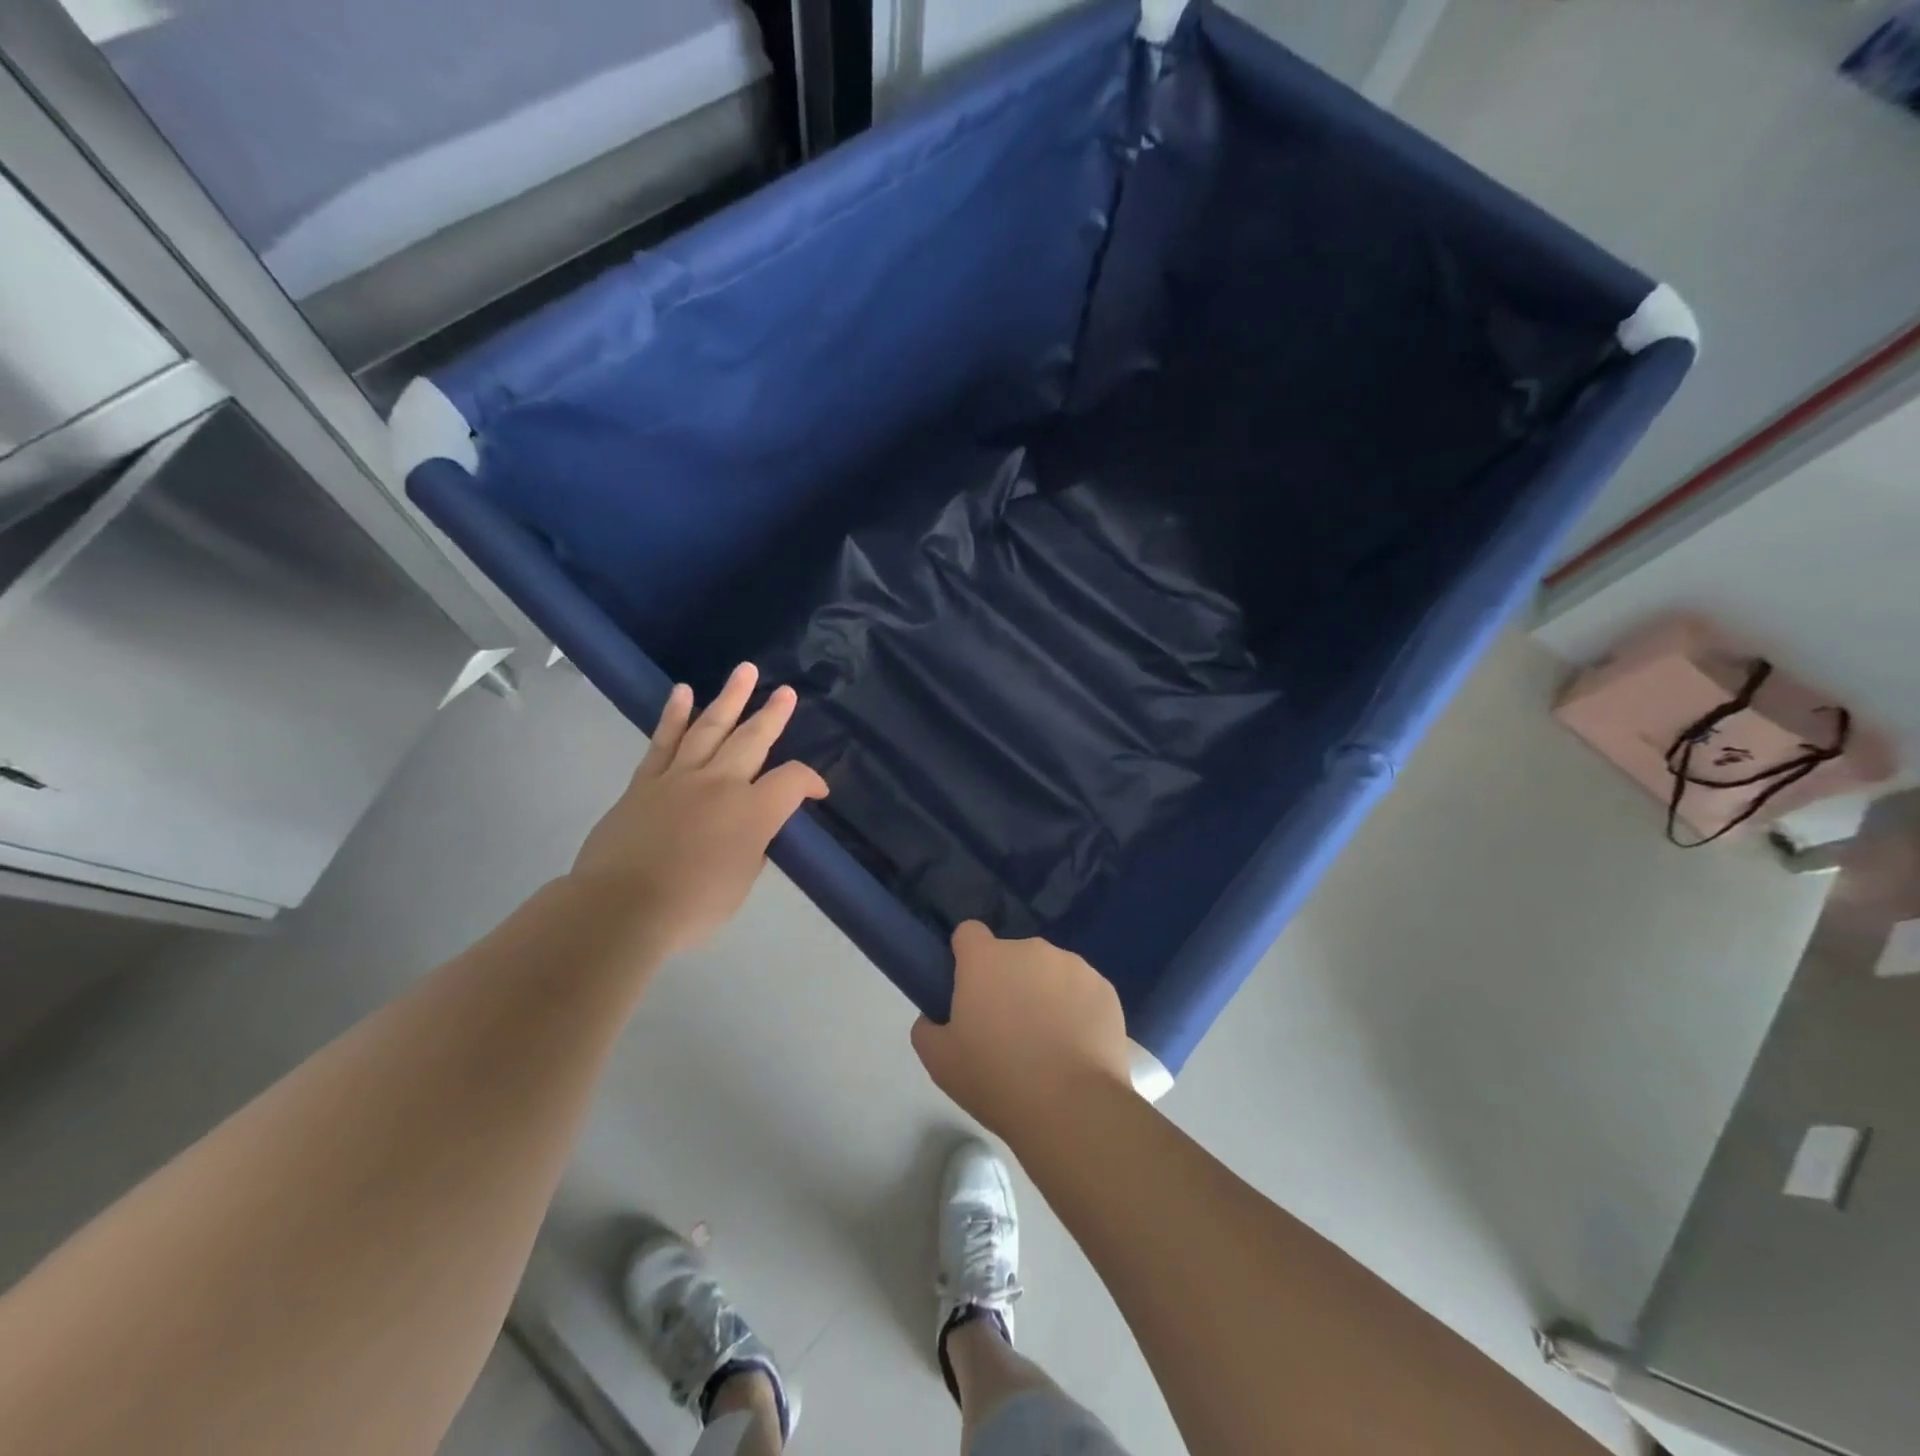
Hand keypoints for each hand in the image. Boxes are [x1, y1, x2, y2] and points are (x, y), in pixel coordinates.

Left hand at [569, 663, 827, 956]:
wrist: (621, 908)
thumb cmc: (692, 905)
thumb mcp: (742, 883)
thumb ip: (752, 849)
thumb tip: (748, 832)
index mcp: (753, 811)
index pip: (793, 781)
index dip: (811, 782)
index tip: (818, 792)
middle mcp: (721, 783)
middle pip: (753, 739)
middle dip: (773, 714)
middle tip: (787, 692)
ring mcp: (680, 778)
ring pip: (710, 728)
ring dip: (730, 698)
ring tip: (746, 671)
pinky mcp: (645, 783)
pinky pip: (663, 742)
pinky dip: (674, 716)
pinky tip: (683, 692)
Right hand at [911, 922, 1133, 1141]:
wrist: (1072, 1107)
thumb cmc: (996, 1079)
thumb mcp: (939, 1061)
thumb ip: (927, 1027)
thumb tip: (936, 1016)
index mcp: (986, 959)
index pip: (969, 933)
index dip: (966, 956)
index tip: (969, 988)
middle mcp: (1030, 950)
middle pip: (1012, 956)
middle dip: (1008, 980)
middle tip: (1008, 1027)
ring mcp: (1072, 965)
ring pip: (1049, 972)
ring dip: (1044, 993)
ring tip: (1048, 1043)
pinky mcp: (1104, 988)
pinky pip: (1082, 991)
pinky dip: (1077, 1009)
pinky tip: (1077, 1047)